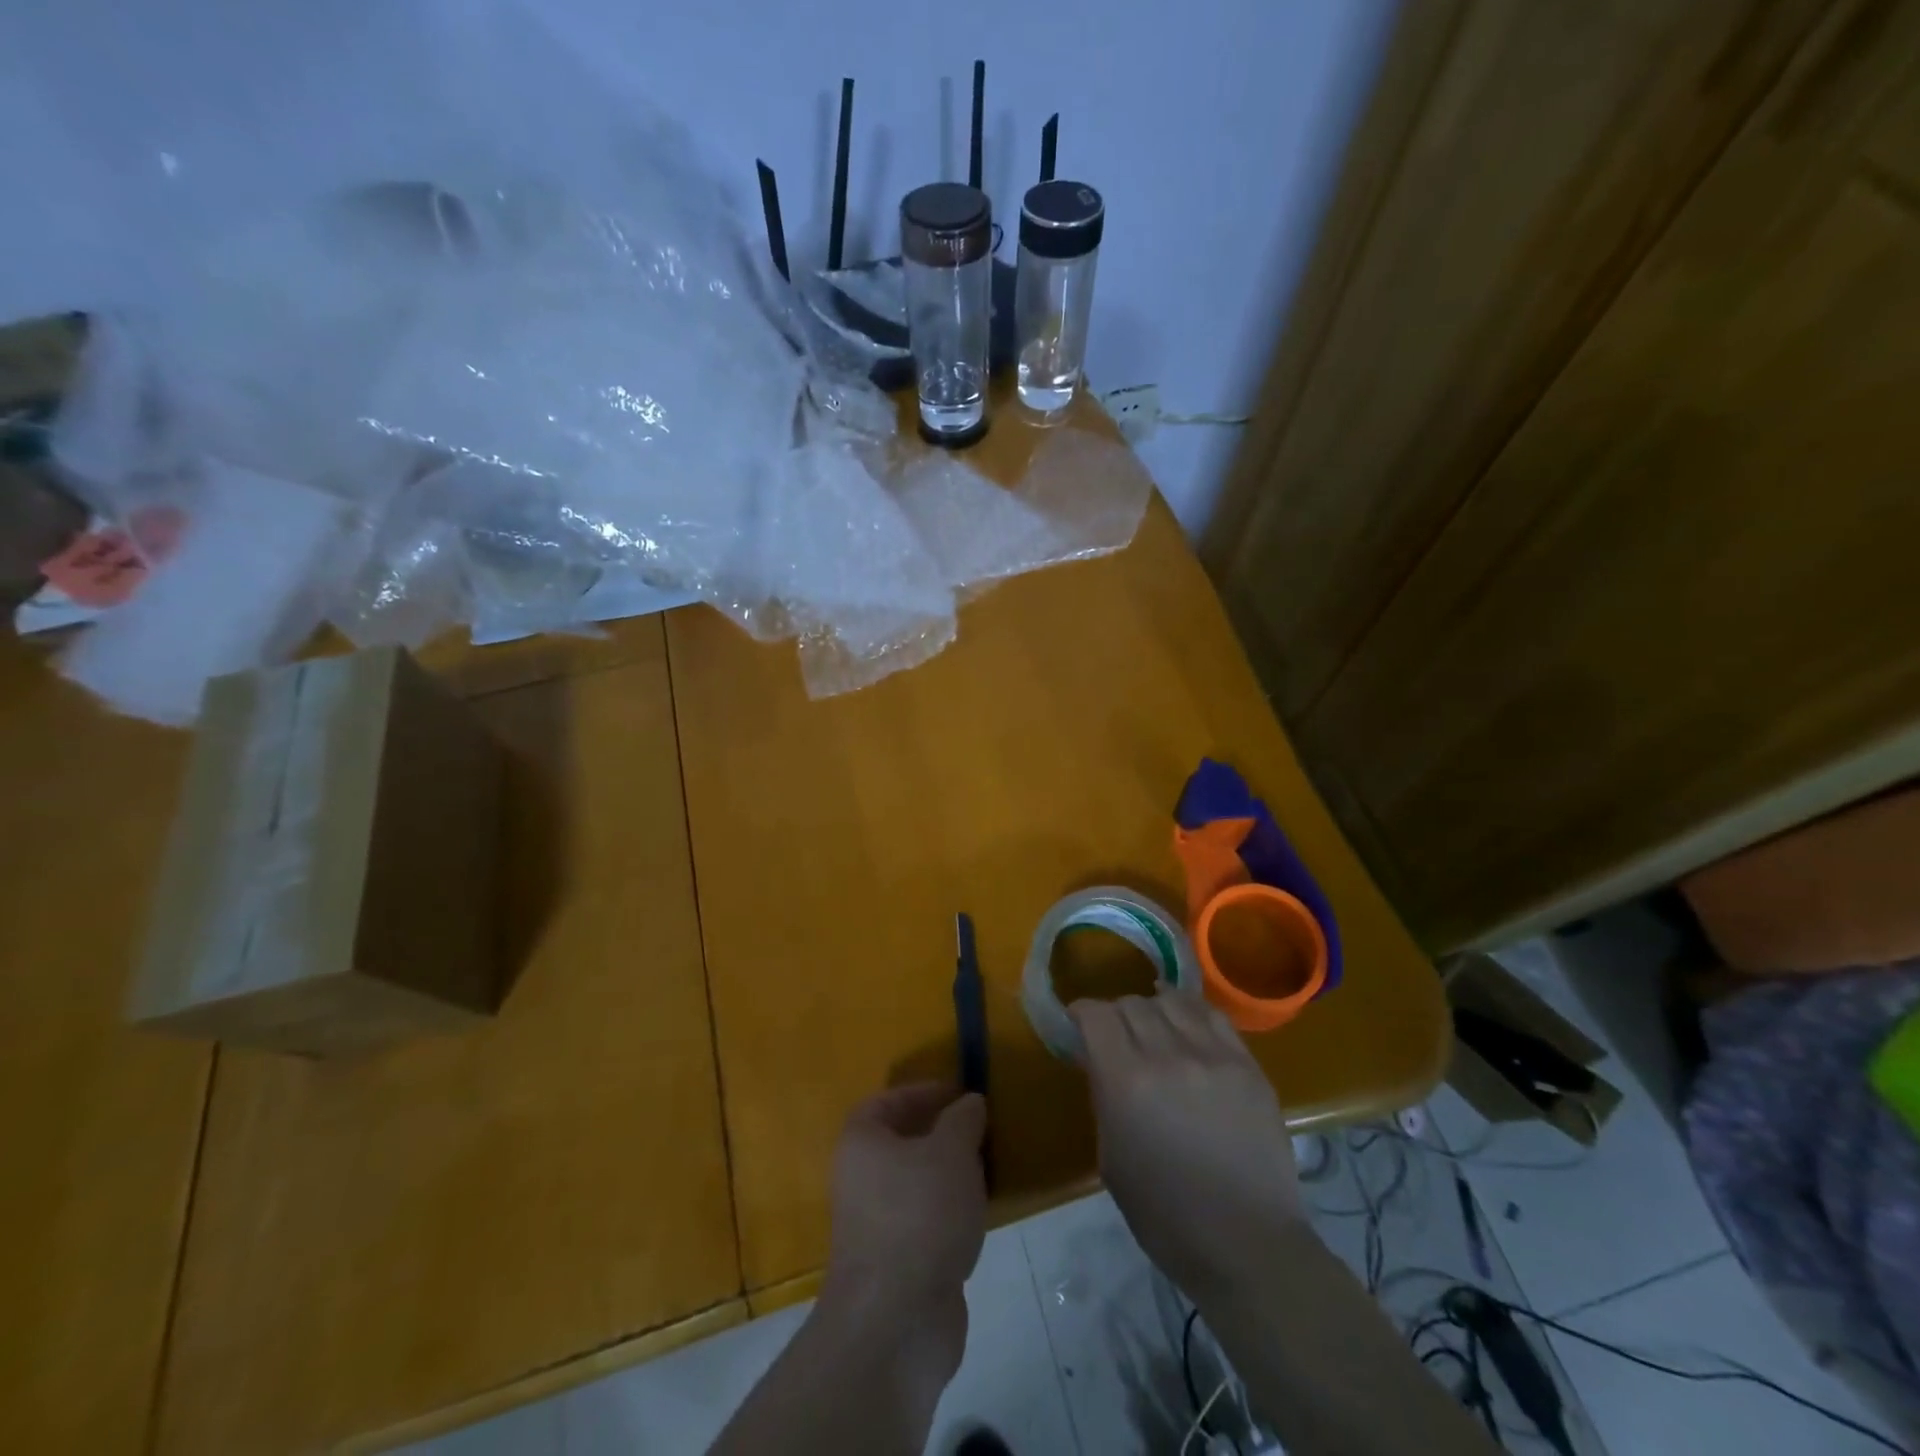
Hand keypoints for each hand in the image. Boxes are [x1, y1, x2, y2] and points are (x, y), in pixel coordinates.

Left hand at [821, 1083, 986, 1380]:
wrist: (897, 1320)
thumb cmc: (920, 1215)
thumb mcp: (951, 1152)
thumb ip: (963, 1120)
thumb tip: (969, 1102)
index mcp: (862, 1142)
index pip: (886, 1101)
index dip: (922, 1092)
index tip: (960, 1093)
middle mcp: (860, 1179)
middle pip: (901, 1142)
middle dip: (941, 1133)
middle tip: (980, 1129)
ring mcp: (876, 1225)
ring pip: (916, 1183)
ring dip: (948, 1174)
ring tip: (986, 1166)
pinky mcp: (896, 1263)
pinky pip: (925, 1220)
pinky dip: (949, 1211)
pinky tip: (978, 1213)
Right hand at [1071, 990, 1303, 1300]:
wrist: (1247, 1244)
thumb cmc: (1165, 1215)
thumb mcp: (1111, 1158)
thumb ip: (1104, 1096)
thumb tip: (1100, 1060)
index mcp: (1126, 1081)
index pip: (1096, 1014)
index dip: (1082, 1013)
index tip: (1078, 1024)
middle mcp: (1167, 1055)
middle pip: (1131, 1004)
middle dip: (1115, 1015)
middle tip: (1116, 1037)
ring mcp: (1213, 1055)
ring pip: (1171, 1001)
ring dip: (1153, 1009)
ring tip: (1154, 1029)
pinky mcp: (1247, 1064)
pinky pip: (1213, 1015)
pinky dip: (1191, 1012)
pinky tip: (1187, 1026)